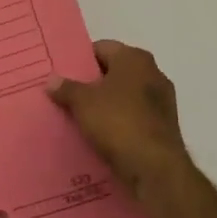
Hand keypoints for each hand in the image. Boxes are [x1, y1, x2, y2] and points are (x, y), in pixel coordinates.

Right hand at [49, 41, 192, 199]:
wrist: (156, 169)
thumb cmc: (118, 122)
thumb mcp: (82, 102)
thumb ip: (66, 88)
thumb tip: (52, 80)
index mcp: (134, 58)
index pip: (101, 48)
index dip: (80, 60)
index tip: (63, 74)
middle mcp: (153, 73)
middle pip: (114, 72)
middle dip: (92, 83)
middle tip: (67, 95)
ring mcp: (162, 101)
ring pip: (125, 96)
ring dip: (106, 105)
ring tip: (81, 117)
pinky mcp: (164, 127)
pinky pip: (134, 118)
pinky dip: (120, 123)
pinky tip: (101, 136)